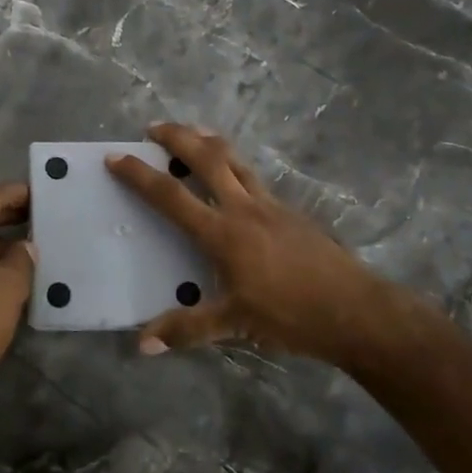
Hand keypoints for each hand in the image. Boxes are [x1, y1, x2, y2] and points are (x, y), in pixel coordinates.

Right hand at [107, 123, 435, 367]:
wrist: (355, 309)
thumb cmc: (290, 315)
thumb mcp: (234, 324)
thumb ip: (186, 329)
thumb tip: (142, 345)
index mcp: (222, 233)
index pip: (170, 196)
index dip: (139, 175)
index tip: (115, 157)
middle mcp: (243, 208)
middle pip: (206, 157)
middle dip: (177, 136)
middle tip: (154, 127)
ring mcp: (271, 205)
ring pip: (235, 160)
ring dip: (208, 141)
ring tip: (191, 133)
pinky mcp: (291, 211)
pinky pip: (254, 176)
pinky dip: (234, 165)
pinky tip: (234, 176)